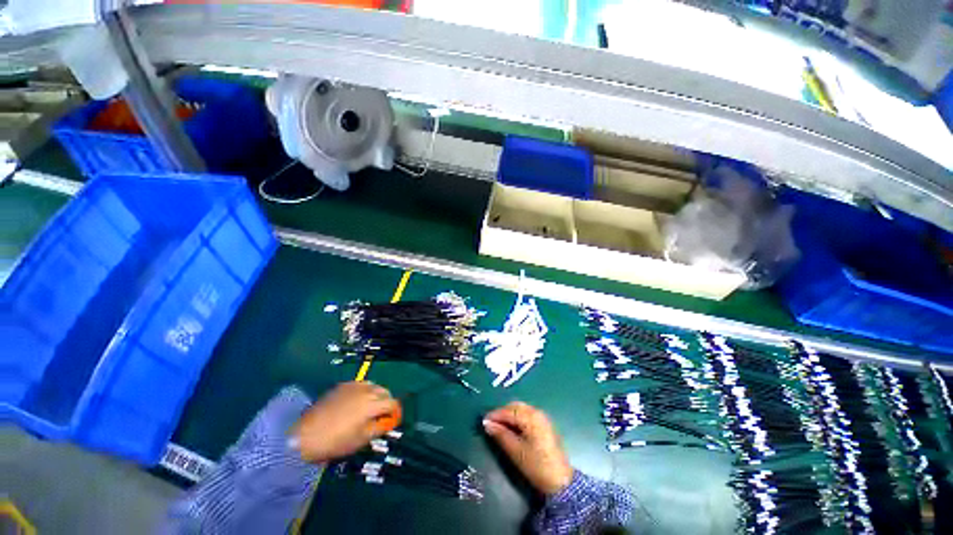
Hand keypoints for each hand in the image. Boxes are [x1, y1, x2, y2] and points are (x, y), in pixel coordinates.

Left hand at [292, 381, 400, 462]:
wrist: (304, 436)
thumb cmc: (335, 442)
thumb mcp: (361, 439)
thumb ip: (379, 428)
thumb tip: (388, 422)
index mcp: (372, 404)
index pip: (392, 403)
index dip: (395, 412)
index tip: (392, 421)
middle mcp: (366, 391)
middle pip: (385, 391)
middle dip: (386, 402)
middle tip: (381, 416)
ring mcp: (353, 386)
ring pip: (373, 386)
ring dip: (375, 395)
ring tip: (369, 408)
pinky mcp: (342, 386)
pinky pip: (360, 385)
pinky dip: (363, 392)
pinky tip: (355, 403)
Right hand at [483, 402, 573, 494]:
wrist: (560, 481)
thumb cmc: (536, 466)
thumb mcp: (516, 451)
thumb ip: (501, 435)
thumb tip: (487, 423)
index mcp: (531, 417)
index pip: (509, 411)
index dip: (495, 415)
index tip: (483, 420)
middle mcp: (537, 412)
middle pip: (515, 406)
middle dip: (502, 412)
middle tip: (490, 423)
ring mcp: (542, 418)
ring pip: (521, 409)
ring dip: (509, 414)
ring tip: (499, 425)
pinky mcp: (544, 425)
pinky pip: (527, 414)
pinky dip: (517, 417)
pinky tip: (511, 427)